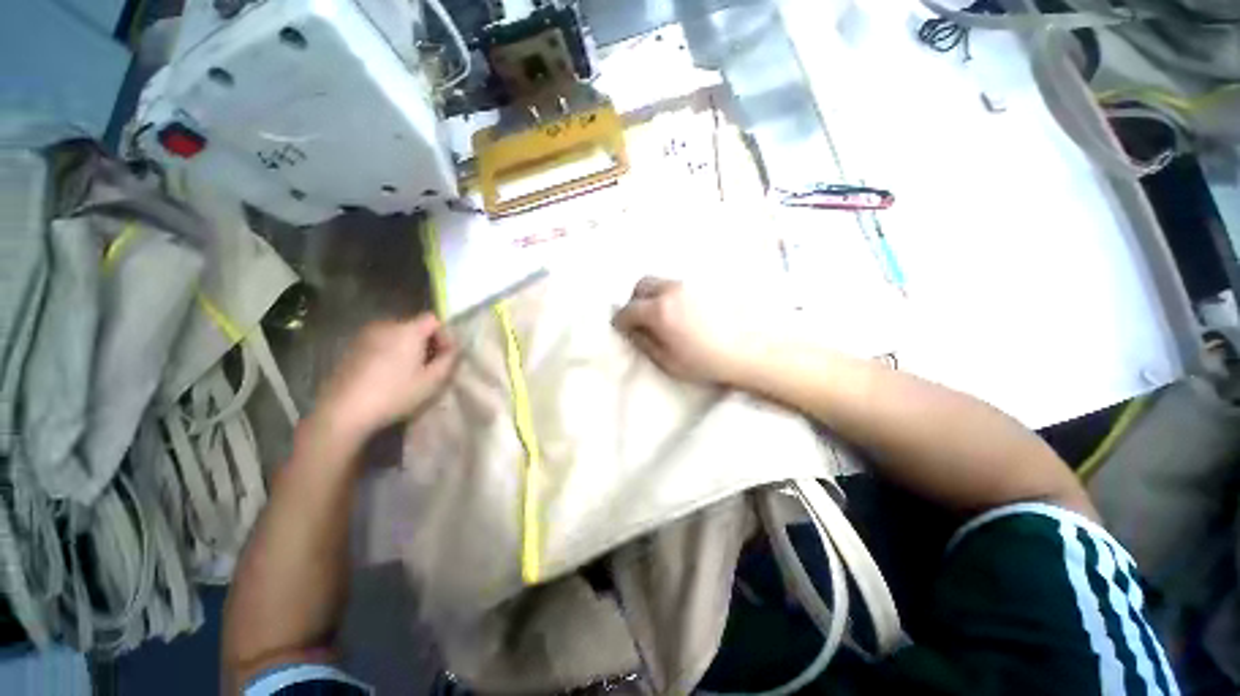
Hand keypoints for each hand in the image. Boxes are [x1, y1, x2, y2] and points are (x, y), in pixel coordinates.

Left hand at [314, 314, 457, 443]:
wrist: (343, 411)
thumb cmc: (394, 394)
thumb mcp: (432, 380)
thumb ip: (449, 359)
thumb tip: (454, 348)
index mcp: (407, 330)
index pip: (433, 319)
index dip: (444, 335)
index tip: (445, 356)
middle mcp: (386, 325)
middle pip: (415, 326)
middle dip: (427, 343)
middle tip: (430, 367)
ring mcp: (365, 336)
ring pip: (397, 336)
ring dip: (408, 349)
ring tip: (410, 373)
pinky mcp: (352, 348)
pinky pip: (381, 344)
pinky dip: (390, 354)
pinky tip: (389, 376)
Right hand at [612, 277, 771, 385]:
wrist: (749, 350)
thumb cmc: (705, 361)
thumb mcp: (667, 361)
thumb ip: (644, 343)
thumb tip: (631, 330)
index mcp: (659, 311)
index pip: (628, 309)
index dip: (620, 320)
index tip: (621, 328)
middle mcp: (671, 290)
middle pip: (642, 285)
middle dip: (635, 300)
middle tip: (641, 318)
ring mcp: (690, 284)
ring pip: (661, 282)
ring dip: (654, 295)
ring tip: (663, 315)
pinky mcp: (705, 284)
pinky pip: (679, 285)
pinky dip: (672, 294)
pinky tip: (683, 311)